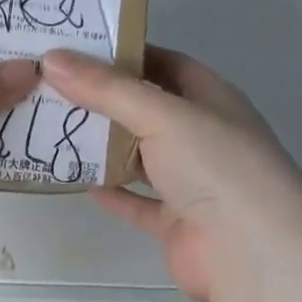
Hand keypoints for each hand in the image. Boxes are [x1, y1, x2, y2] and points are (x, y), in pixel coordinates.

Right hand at [43, 46, 301, 301]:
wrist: (249, 251)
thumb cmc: (214, 166)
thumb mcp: (161, 115)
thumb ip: (107, 90)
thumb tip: (52, 59)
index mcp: (210, 99)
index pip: (165, 65)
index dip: (125, 54)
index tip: (76, 50)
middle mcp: (202, 136)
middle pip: (147, 111)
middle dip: (104, 101)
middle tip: (52, 89)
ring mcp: (191, 182)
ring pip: (141, 157)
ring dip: (104, 147)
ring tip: (55, 131)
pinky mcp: (176, 222)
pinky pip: (138, 202)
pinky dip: (113, 193)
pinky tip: (79, 182)